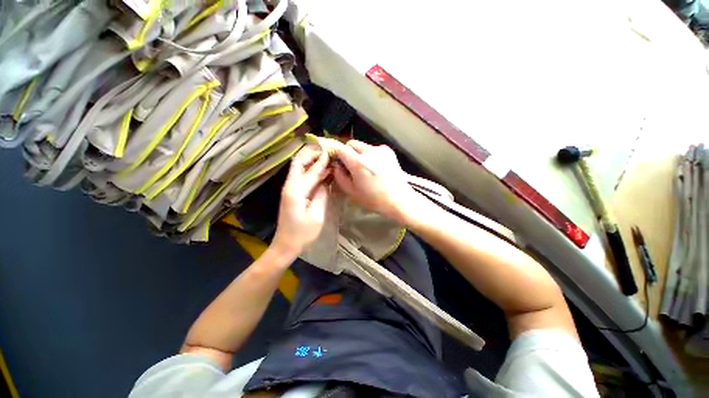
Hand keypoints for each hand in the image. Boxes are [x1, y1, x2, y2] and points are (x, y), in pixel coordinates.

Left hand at [272, 145, 330, 256]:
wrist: (286, 245)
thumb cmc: (302, 233)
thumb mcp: (316, 215)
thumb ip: (321, 195)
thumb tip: (325, 181)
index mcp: (295, 191)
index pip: (309, 170)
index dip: (320, 161)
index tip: (330, 152)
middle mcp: (290, 186)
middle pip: (298, 163)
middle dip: (311, 154)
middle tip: (325, 149)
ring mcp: (290, 189)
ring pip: (299, 169)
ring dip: (311, 161)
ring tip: (325, 156)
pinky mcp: (293, 194)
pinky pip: (302, 178)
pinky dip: (311, 172)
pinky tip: (321, 171)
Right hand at [332, 140, 419, 221]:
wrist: (399, 200)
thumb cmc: (374, 199)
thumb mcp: (351, 192)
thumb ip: (339, 176)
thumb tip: (336, 165)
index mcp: (358, 163)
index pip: (341, 149)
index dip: (337, 155)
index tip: (339, 163)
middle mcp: (369, 151)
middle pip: (352, 144)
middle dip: (348, 153)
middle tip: (351, 167)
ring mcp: (380, 149)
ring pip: (363, 146)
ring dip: (360, 154)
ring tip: (366, 169)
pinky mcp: (389, 151)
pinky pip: (373, 149)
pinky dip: (371, 155)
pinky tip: (376, 168)